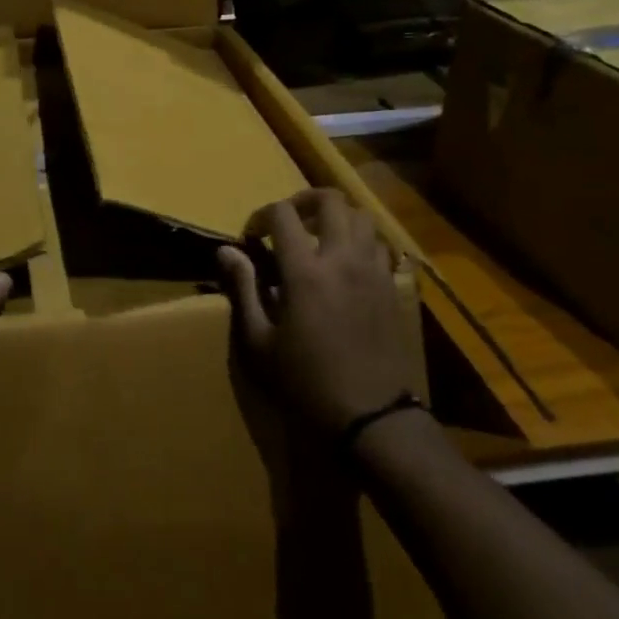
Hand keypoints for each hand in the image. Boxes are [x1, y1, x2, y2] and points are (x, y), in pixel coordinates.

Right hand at [218, 189, 420, 436]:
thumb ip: (243, 289)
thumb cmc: (306, 383)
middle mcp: (342, 259)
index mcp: (305, 271)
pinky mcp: (391, 287)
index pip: (282, 214)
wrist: (372, 418)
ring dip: (336, 216)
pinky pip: (379, 245)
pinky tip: (346, 263)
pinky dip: (361, 240)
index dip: (262, 215)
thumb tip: (226, 251)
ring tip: (318, 236)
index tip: (252, 237)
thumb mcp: (259, 343)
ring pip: (361, 216)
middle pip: (330, 200)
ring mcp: (373, 271)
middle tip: (287, 222)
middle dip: (303, 200)